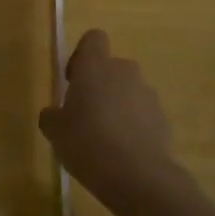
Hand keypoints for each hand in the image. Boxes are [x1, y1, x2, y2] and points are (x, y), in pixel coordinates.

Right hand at [39, 30, 183, 210]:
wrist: (138, 176)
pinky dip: (134, 125)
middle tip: (86, 115)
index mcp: (95, 66)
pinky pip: (143, 113)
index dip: (82, 55)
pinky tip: (124, 152)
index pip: (93, 38)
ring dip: (118, 106)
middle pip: (111, 67)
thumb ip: (51, 116)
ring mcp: (147, 94)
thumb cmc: (87, 143)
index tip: (73, 81)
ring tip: (106, 139)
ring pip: (128, 91)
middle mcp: (124, 71)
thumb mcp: (55, 132)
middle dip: (100, 86)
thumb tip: (53, 114)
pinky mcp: (163, 118)